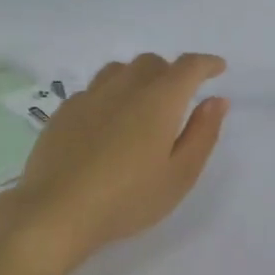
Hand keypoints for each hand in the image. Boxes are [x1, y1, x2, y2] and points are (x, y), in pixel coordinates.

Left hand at [0, 53, 228, 268]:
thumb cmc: (127, 199)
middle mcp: (124, 88)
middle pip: (152, 63)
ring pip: (119, 70)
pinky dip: (110, 95)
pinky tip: (107, 123)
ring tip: (142, 105)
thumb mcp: (179, 175)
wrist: (56, 211)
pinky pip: (94, 90)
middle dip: (171, 72)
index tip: (218, 69)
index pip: (188, 67)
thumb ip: (202, 134)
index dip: (206, 64)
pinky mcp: (64, 112)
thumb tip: (216, 101)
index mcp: (159, 100)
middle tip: (180, 97)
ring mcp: (89, 97)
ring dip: (138, 78)